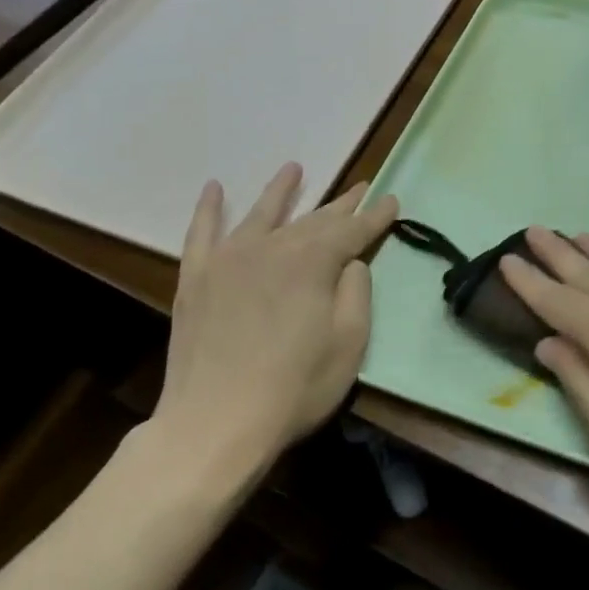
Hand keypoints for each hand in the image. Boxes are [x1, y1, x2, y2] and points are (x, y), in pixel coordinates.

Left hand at [156, 164, 396, 461]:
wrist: (216, 420)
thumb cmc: (295, 387)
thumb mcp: (349, 344)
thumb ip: (356, 293)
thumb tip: (350, 262)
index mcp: (313, 262)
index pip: (352, 231)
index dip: (375, 217)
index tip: (392, 201)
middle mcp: (271, 247)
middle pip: (312, 219)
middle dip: (340, 204)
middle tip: (359, 187)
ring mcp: (228, 259)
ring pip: (261, 214)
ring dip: (281, 191)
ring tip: (294, 169)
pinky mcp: (196, 278)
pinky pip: (201, 232)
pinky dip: (209, 209)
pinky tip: (214, 189)